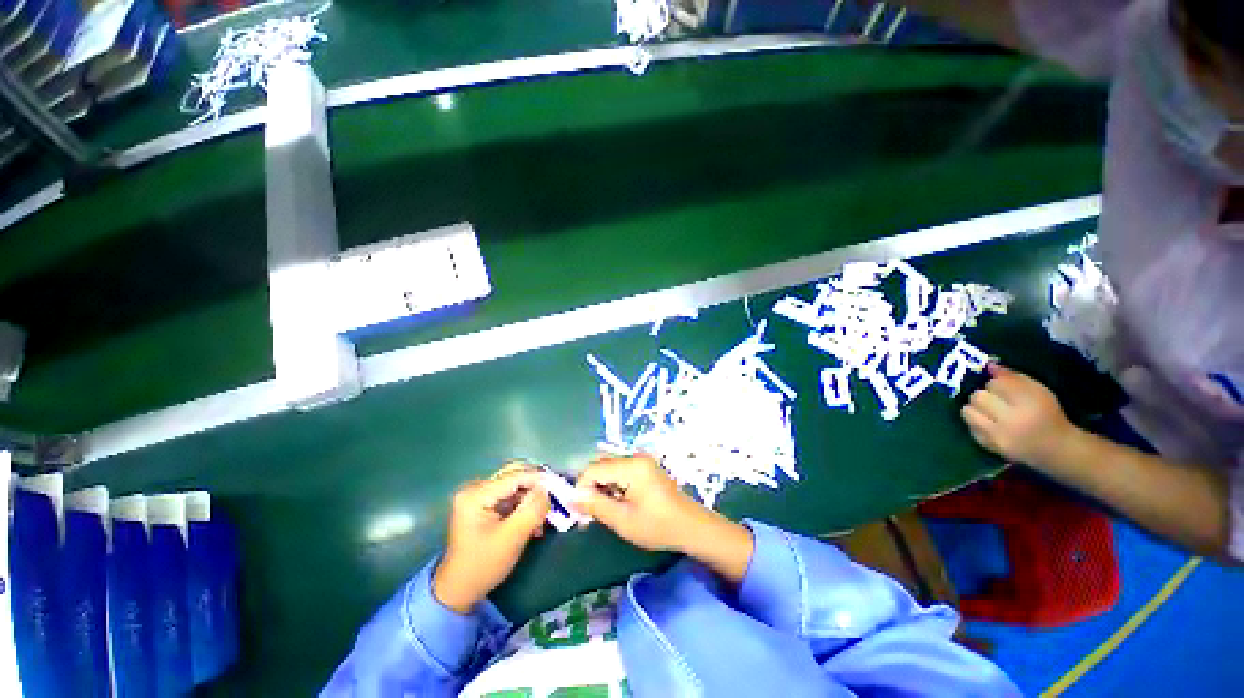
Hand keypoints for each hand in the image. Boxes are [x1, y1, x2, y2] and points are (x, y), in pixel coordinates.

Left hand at [434, 464, 550, 613]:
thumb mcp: (512, 537)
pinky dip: (523, 503)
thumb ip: (532, 509)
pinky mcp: (483, 504)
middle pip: (513, 475)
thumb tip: (547, 489)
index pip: (514, 477)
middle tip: (555, 494)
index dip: (538, 479)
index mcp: (476, 495)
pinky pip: (509, 495)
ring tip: (544, 512)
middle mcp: (475, 488)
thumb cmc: (484, 564)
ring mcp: (478, 495)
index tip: (559, 485)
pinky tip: (533, 518)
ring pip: (514, 485)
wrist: (459, 589)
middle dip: (535, 485)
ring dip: (531, 496)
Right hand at [571, 455, 702, 552]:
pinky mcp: (644, 466)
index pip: (593, 469)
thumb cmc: (657, 526)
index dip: (582, 488)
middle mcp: (635, 456)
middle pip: (600, 465)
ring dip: (601, 486)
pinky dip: (613, 484)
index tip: (582, 512)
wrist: (690, 526)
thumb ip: (595, 506)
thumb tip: (571, 497)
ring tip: (607, 510)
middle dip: (591, 487)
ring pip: (608, 467)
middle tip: (592, 513)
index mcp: (631, 466)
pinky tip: (619, 502)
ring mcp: (641, 460)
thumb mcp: (623, 520)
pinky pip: (619, 470)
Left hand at [961, 364, 1078, 467]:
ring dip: (976, 408)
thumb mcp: (1038, 391)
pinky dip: (976, 423)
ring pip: (967, 411)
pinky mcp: (990, 447)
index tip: (1004, 388)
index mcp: (1029, 404)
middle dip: (984, 395)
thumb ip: (1013, 377)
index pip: (996, 384)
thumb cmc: (1047, 414)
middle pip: (978, 397)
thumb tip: (989, 366)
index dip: (997, 383)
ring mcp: (999, 436)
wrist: (1056, 449)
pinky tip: (990, 424)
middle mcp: (1012, 421)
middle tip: (995, 400)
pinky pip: (970, 428)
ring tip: (989, 411)